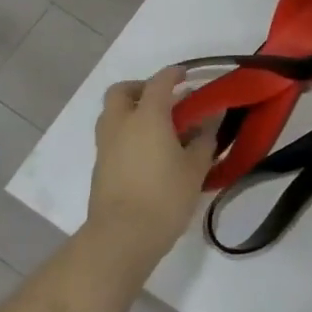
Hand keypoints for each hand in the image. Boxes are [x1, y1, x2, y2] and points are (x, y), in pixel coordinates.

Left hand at [85, 67, 213, 270]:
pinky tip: (147, 154)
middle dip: (141, 88)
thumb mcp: (195, 168)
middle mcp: (121, 123)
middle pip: (122, 91)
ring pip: (112, 114)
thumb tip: (212, 117)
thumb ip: (205, 138)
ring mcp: (106, 146)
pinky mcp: (99, 167)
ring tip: (156, 128)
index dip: (174, 74)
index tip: (187, 75)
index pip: (159, 82)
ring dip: (131, 111)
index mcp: (147, 116)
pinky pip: (112, 137)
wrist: (121, 238)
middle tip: (164, 101)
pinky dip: (126, 134)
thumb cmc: (164, 197)